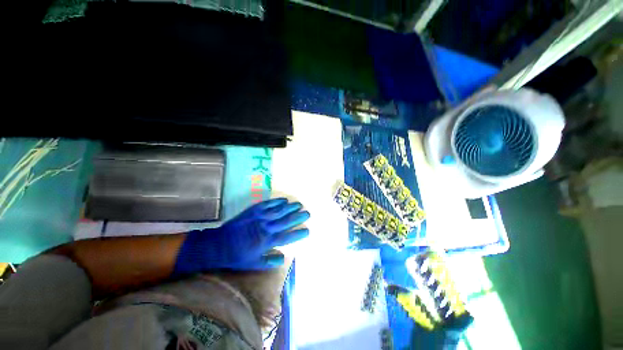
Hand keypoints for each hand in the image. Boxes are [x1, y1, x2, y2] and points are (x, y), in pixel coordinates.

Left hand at [174, 198, 309, 274]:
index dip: (298, 234)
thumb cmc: (237, 255)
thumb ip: (269, 261)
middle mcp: (266, 228)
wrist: (219, 244)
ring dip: (290, 207)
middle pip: (286, 221)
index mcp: (267, 242)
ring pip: (279, 211)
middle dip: (298, 217)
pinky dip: (277, 202)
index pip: (287, 237)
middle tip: (307, 213)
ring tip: (299, 204)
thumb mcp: (253, 264)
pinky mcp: (254, 210)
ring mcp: (260, 218)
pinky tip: (284, 200)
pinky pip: (268, 204)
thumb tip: (283, 258)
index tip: (307, 230)